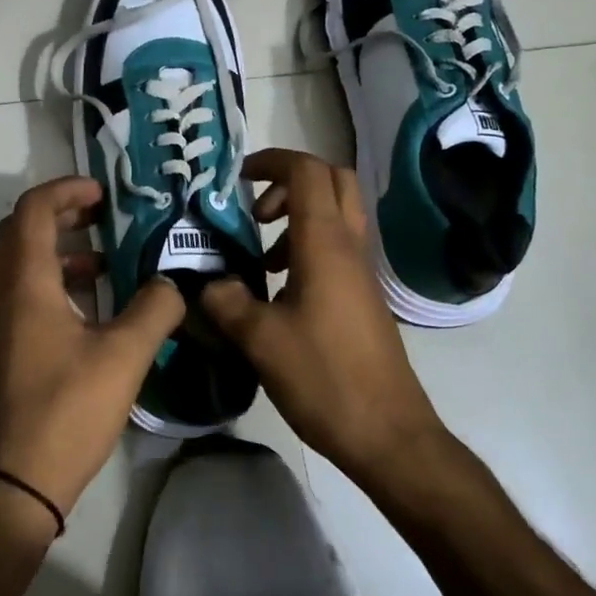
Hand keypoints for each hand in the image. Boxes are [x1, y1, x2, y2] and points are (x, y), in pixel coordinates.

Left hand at [0, 176, 185, 521]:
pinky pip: (28, 291)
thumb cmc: (69, 409)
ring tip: (108, 257)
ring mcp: (2, 321)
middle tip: (104, 213)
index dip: (65, 189)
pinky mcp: (9, 345)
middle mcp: (5, 294)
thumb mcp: (124, 355)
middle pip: (22, 230)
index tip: (103, 192)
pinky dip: (58, 279)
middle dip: (62, 211)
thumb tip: (174, 282)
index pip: (32, 210)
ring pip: (24, 261)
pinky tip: (97, 303)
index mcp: (26, 284)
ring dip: (62, 247)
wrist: (19, 480)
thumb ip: (155, 308)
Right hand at [201, 149, 447, 486]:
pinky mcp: (362, 296)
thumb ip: (225, 301)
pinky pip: (336, 247)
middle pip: (332, 180)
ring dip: (297, 216)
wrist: (388, 434)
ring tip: (260, 254)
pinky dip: (307, 246)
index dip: (271, 161)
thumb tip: (206, 283)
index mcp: (325, 243)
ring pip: (336, 214)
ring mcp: (361, 271)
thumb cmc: (324, 378)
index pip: (306, 171)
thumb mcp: (260, 340)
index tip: (236, 178)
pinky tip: (278, 289)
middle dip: (289, 181)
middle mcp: (349, 246)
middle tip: (255, 209)